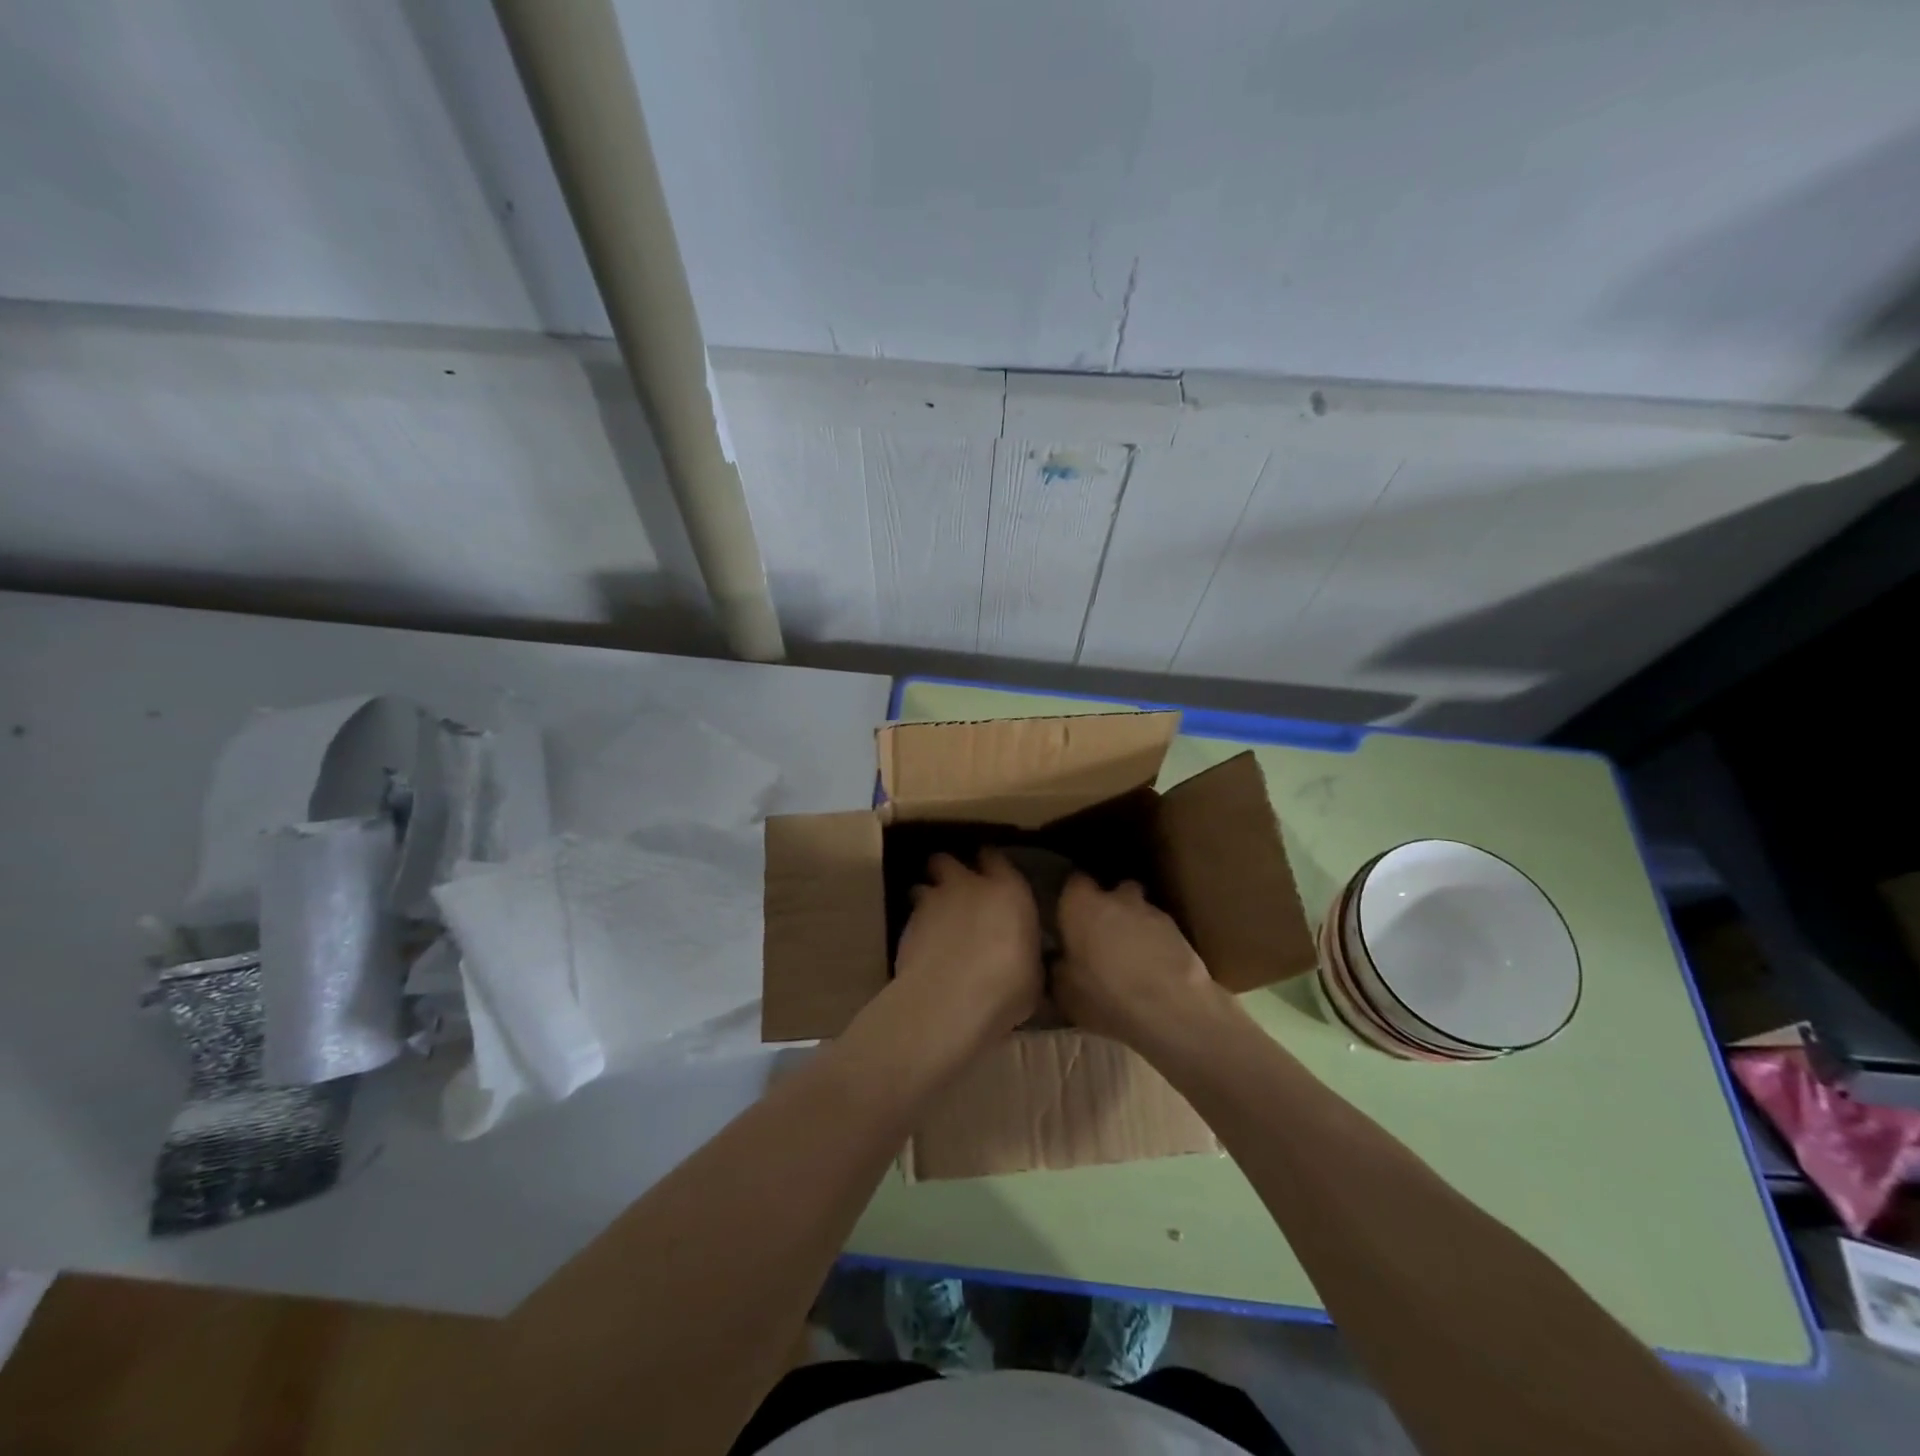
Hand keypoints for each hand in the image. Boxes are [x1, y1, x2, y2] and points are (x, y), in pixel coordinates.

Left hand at [891, 850, 1043, 1055]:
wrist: (949, 1002)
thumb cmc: (1006, 988)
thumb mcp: (1033, 973)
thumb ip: (1024, 951)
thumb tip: (1023, 955)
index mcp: (1009, 891)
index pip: (996, 858)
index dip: (990, 864)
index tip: (991, 874)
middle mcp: (968, 886)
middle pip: (948, 861)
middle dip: (947, 870)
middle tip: (955, 891)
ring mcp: (933, 902)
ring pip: (922, 886)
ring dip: (926, 898)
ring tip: (933, 920)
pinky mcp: (906, 925)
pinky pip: (911, 917)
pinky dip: (916, 928)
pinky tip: (923, 949)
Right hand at [1054, 875, 1226, 1052]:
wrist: (1172, 1009)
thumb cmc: (1105, 996)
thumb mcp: (1064, 992)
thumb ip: (1058, 967)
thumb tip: (1059, 960)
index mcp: (1081, 905)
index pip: (1074, 882)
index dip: (1072, 897)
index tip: (1069, 915)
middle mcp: (1116, 898)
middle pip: (1112, 890)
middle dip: (1108, 906)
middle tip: (1101, 936)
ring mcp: (1151, 911)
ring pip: (1139, 909)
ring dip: (1133, 925)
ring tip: (1131, 957)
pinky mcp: (1179, 931)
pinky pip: (1159, 931)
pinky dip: (1155, 943)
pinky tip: (1153, 970)